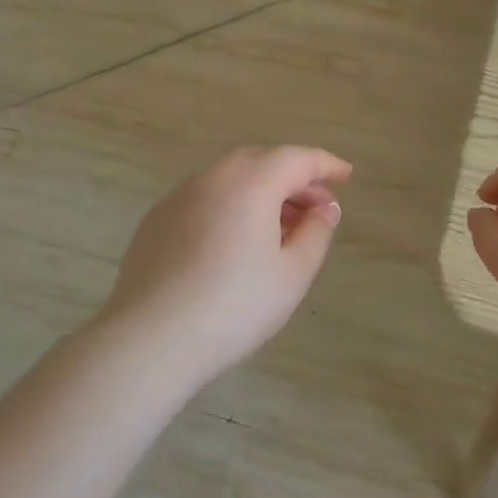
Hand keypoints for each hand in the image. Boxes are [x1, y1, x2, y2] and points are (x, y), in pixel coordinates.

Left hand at [99, 145, 351, 384]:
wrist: (152, 339)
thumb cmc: (234, 306)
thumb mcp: (292, 274)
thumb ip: (316, 233)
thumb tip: (324, 209)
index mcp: (249, 183)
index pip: (296, 159)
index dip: (325, 165)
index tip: (346, 176)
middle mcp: (211, 179)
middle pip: (261, 163)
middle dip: (293, 179)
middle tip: (316, 208)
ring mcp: (177, 198)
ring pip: (229, 180)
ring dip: (261, 193)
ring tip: (281, 228)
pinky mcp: (155, 222)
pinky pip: (204, 200)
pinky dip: (230, 207)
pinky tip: (236, 242)